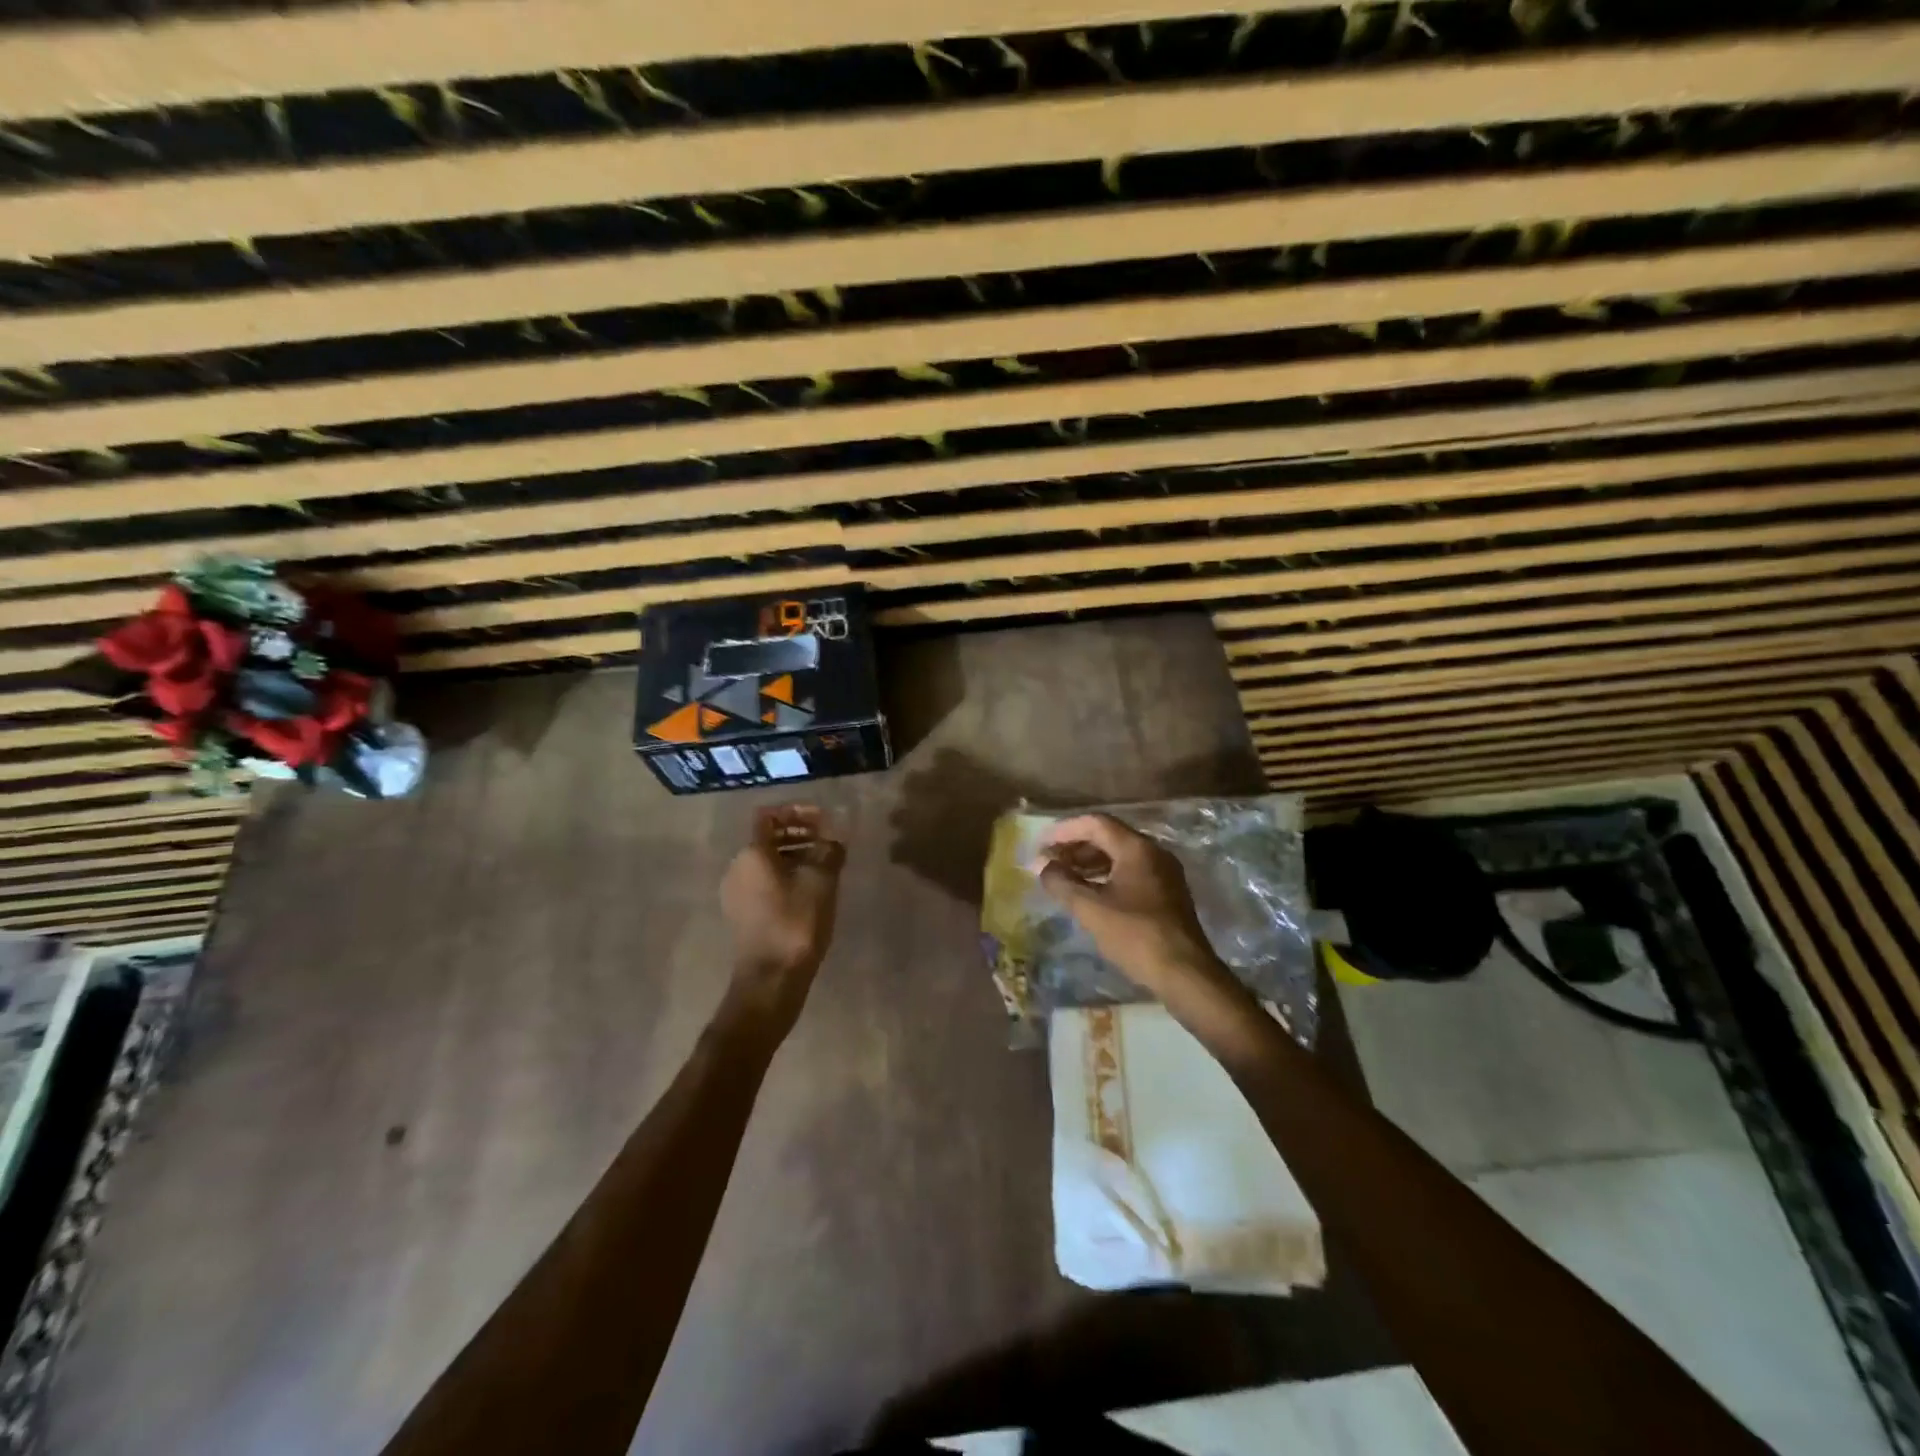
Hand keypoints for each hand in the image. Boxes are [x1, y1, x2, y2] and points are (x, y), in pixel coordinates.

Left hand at [720, 804, 845, 1031]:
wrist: (771, 979)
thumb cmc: (796, 922)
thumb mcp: (821, 880)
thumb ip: (829, 850)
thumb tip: (835, 837)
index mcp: (752, 853)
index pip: (769, 815)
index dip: (797, 811)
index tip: (824, 818)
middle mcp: (738, 867)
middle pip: (768, 837)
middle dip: (799, 832)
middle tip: (828, 839)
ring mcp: (737, 892)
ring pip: (767, 861)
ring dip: (795, 854)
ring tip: (825, 863)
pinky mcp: (742, 913)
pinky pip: (764, 881)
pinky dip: (786, 875)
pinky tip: (810, 888)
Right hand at [1032, 813, 1227, 1001]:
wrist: (1185, 974)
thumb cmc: (1135, 935)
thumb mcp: (1091, 908)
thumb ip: (1062, 882)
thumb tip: (1042, 865)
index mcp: (1137, 848)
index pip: (1096, 823)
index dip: (1065, 830)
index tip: (1042, 844)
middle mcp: (1154, 853)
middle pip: (1109, 837)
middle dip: (1075, 847)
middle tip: (1049, 862)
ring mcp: (1164, 873)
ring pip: (1120, 856)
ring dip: (1089, 862)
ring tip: (1063, 878)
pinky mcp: (1167, 894)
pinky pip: (1131, 872)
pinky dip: (1106, 876)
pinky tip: (1089, 893)